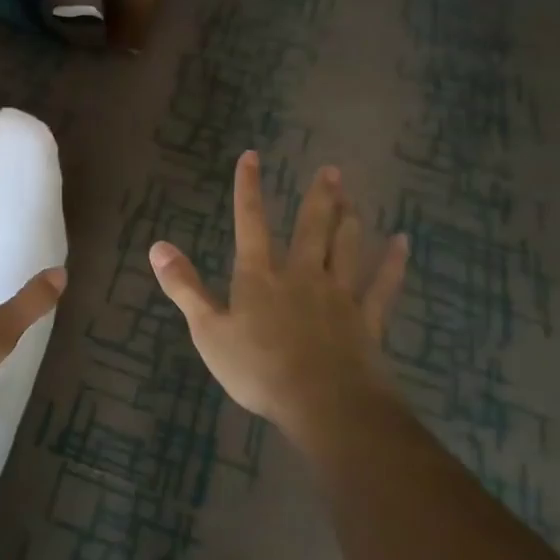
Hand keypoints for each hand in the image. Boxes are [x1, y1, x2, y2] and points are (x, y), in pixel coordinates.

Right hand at [149, 151, 406, 446]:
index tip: (252, 156)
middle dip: (319, 197)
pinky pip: (382, 284)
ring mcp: (338, 295)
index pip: (250, 222)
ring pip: (346, 247)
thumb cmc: (258, 369)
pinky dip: (393, 263)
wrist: (323, 403)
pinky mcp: (366, 319)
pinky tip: (402, 243)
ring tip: (353, 197)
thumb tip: (157, 246)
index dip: (249, 188)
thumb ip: (185, 287)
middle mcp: (302, 275)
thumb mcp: (208, 331)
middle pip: (311, 228)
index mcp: (260, 276)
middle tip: (330, 171)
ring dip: (349, 220)